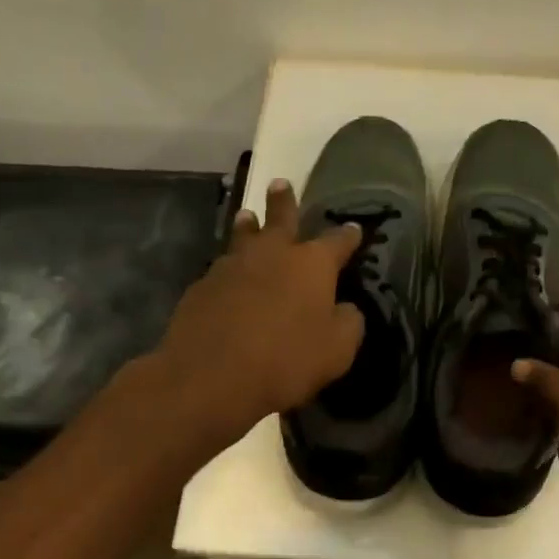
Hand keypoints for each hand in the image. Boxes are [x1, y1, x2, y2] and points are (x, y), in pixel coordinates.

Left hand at [150, 179, 364, 451]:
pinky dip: (230, 269)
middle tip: (281, 183)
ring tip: (248, 216)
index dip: (349, 235)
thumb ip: (348, 323)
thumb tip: (346, 308)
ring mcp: (232, 267)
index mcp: (311, 265)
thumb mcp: (337, 350)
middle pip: (280, 219)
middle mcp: (271, 254)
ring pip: (243, 237)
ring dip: (249, 226)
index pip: (337, 241)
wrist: (212, 376)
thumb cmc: (286, 361)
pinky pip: (222, 270)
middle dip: (284, 202)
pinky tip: (228, 278)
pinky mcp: (202, 287)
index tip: (355, 228)